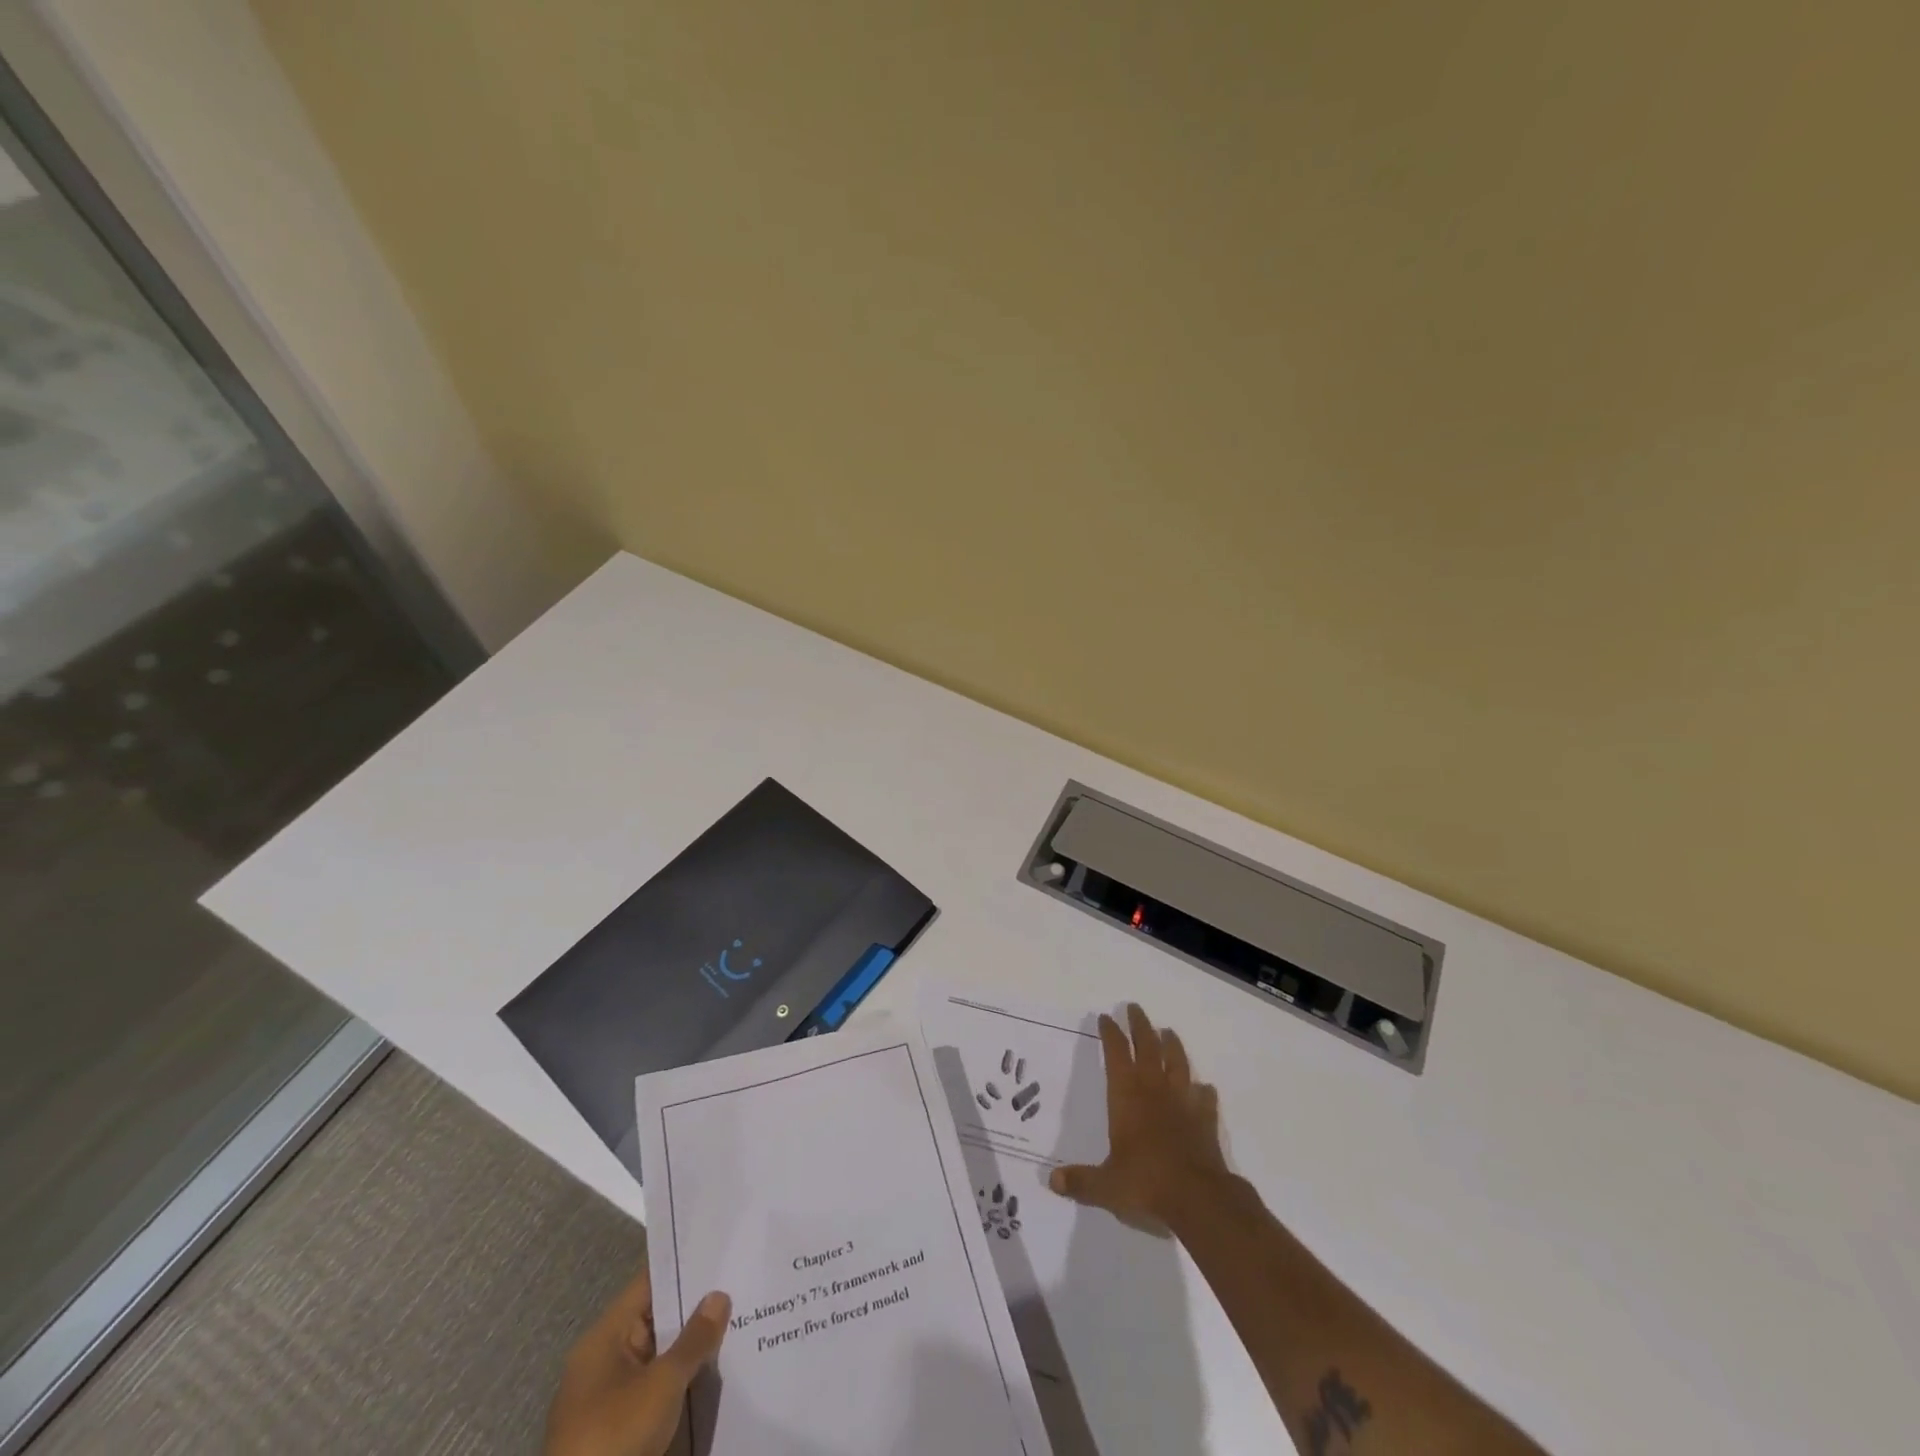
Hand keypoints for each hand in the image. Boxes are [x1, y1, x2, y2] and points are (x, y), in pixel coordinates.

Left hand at [543, 1267, 730, 1455]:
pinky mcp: (616, 1433)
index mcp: (603, 1338)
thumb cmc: (615, 1438)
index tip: (720, 1254)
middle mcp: (602, 1361)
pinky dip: (679, 1383)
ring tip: (737, 1326)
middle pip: (654, 1321)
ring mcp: (607, 1399)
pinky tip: (713, 1376)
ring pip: (657, 1358)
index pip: (648, 1285)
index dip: (682, 1268)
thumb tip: (718, 1295)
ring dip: (689, 1350)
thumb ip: (694, 1338)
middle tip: (739, 1288)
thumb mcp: (662, 1384)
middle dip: (693, 1310)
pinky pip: (654, 1391)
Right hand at [1048, 1003, 1226, 1229]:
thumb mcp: (1106, 1187)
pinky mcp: (1205, 1121)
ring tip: (1169, 1031)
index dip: (1110, 1035)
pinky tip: (1204, 1087)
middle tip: (1134, 1008)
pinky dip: (1203, 1090)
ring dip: (1172, 1045)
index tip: (1106, 1017)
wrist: (1199, 1199)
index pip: (1116, 1055)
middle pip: (1147, 1048)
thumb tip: (1052, 1181)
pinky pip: (1204, 1098)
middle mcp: (1154, 1091)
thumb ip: (1080, 1182)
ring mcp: (1183, 1103)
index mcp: (1126, 1098)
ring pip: (1178, 1064)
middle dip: (1140, 1026)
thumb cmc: (1146, 1184)